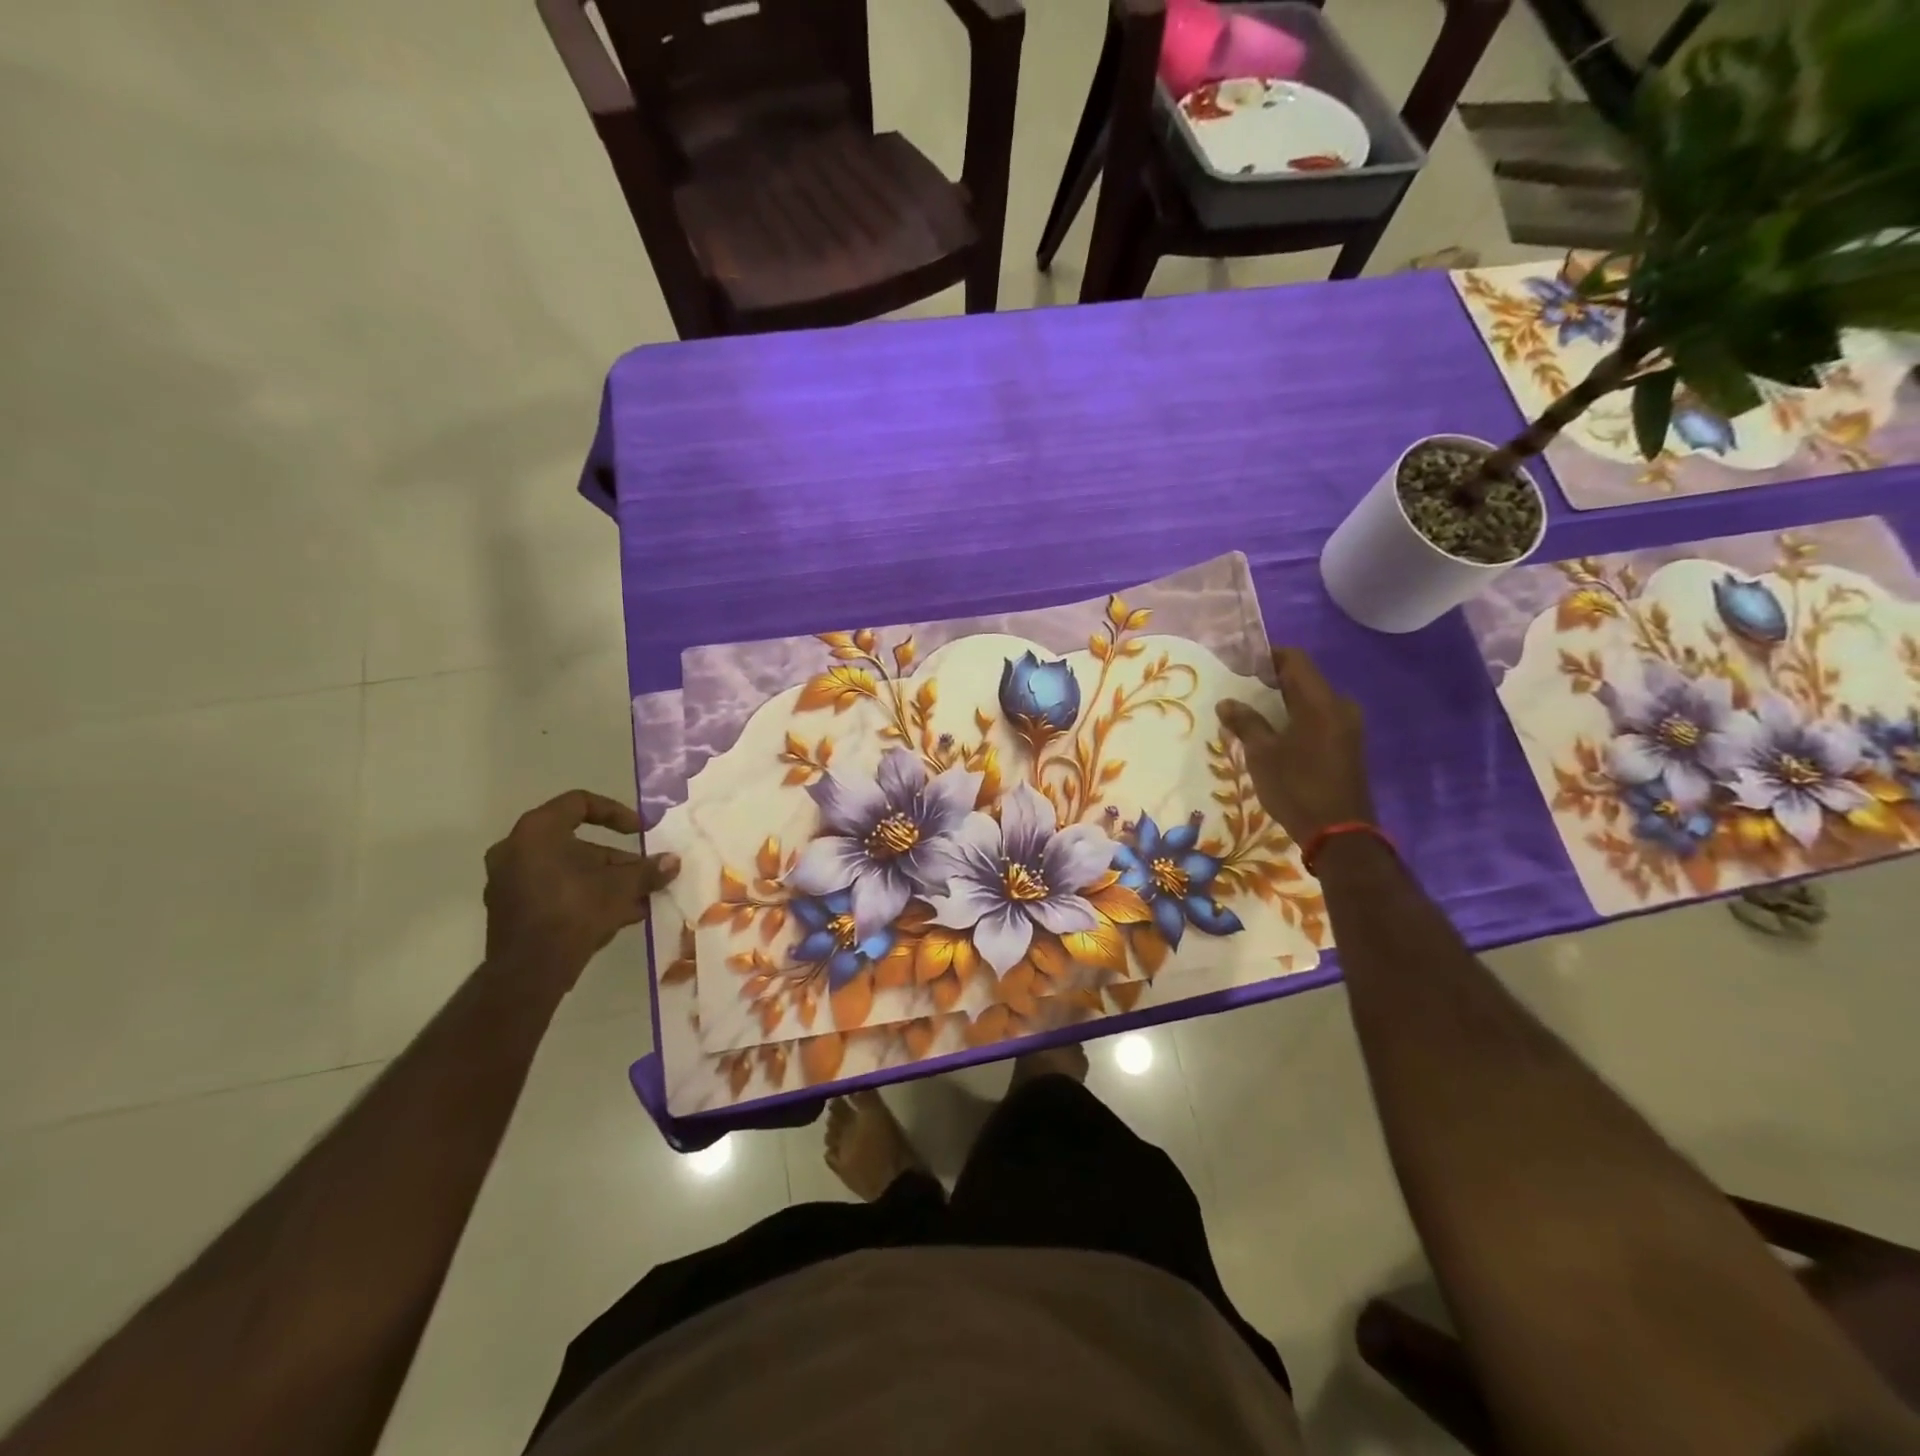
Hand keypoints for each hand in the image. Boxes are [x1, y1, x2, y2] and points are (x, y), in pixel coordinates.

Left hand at [483, 791, 679, 986]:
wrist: (529, 972)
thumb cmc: (574, 911)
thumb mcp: (621, 887)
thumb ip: (648, 870)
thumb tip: (674, 861)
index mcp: (538, 832)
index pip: (579, 803)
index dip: (615, 813)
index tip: (640, 831)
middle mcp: (516, 850)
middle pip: (576, 843)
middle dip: (616, 859)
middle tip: (643, 872)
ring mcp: (509, 882)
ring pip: (568, 871)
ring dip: (604, 881)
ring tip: (639, 898)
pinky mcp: (512, 910)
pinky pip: (555, 892)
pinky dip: (584, 896)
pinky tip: (619, 915)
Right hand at [1216, 647, 1375, 846]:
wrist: (1339, 833)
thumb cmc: (1297, 787)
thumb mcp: (1263, 754)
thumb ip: (1245, 723)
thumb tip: (1227, 703)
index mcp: (1321, 702)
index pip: (1295, 660)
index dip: (1267, 656)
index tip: (1240, 666)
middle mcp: (1340, 706)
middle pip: (1303, 679)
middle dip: (1271, 682)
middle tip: (1239, 692)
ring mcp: (1347, 726)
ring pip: (1310, 701)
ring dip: (1282, 703)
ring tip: (1250, 715)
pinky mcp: (1347, 745)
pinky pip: (1318, 718)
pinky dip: (1295, 719)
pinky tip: (1273, 735)